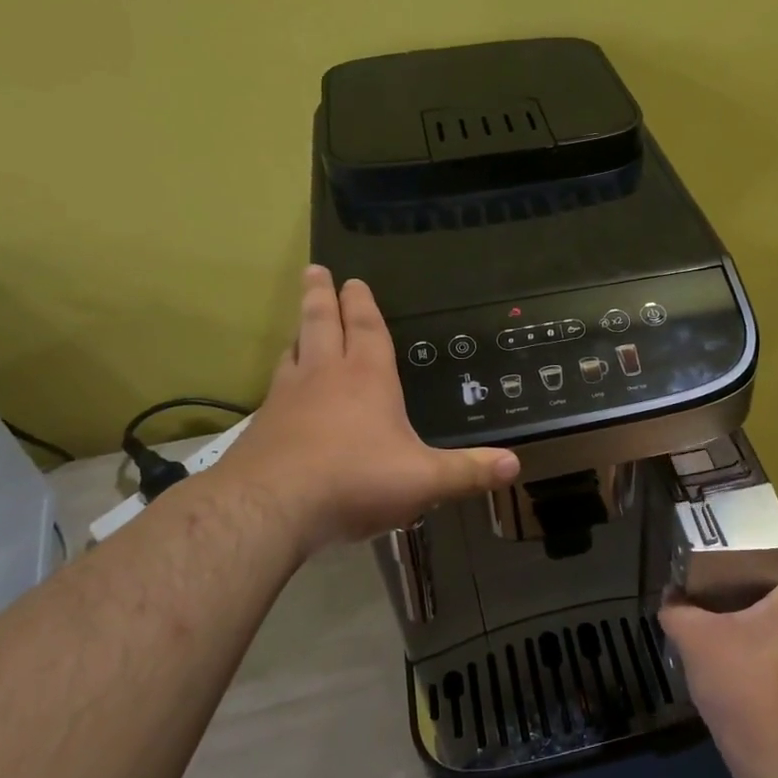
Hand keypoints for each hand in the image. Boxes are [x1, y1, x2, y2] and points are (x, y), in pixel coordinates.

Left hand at [213, 265, 518, 551]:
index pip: (366, 329)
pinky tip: (281, 389)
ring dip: (299, 331)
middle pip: (321, 324)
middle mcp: (325, 376)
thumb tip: (515, 464)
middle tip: (315, 270)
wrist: (271, 508)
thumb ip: (468, 472)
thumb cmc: (356, 481)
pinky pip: (274, 387)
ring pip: (294, 350)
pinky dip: (282, 375)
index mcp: (367, 378)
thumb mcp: (424, 480)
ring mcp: (287, 398)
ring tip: (300, 323)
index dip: (362, 304)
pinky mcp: (262, 425)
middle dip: (321, 296)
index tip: (352, 279)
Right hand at [659, 550, 777, 772]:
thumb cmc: (740, 681)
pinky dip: (755, 621)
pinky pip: (777, 629)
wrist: (768, 752)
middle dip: (748, 564)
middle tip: (715, 557)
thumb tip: (668, 596)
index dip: (761, 533)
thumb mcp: (695, 638)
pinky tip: (726, 628)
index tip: (731, 529)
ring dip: (750, 596)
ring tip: (715, 589)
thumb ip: (677, 609)